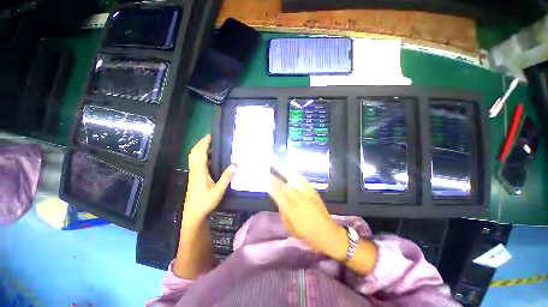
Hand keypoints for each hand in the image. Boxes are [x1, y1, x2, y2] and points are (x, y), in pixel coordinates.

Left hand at [183, 135, 236, 223]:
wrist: (193, 214)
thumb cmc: (205, 202)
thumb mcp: (218, 190)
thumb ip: (226, 177)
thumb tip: (235, 164)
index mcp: (200, 172)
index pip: (200, 153)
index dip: (204, 143)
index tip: (210, 136)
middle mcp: (194, 171)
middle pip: (194, 153)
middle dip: (200, 144)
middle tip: (209, 138)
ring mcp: (193, 174)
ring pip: (193, 157)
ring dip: (199, 149)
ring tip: (210, 146)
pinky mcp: (194, 178)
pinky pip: (195, 163)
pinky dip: (200, 156)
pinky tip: (209, 159)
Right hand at [268, 173, 347, 260]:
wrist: (328, 233)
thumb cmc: (306, 234)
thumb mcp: (290, 226)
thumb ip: (283, 211)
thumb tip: (279, 199)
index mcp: (291, 210)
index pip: (278, 194)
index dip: (271, 185)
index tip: (265, 177)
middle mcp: (299, 199)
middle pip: (285, 185)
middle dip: (276, 176)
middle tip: (270, 167)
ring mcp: (308, 193)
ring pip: (294, 179)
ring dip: (286, 171)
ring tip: (279, 165)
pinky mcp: (314, 191)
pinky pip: (302, 180)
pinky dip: (295, 175)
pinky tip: (291, 172)